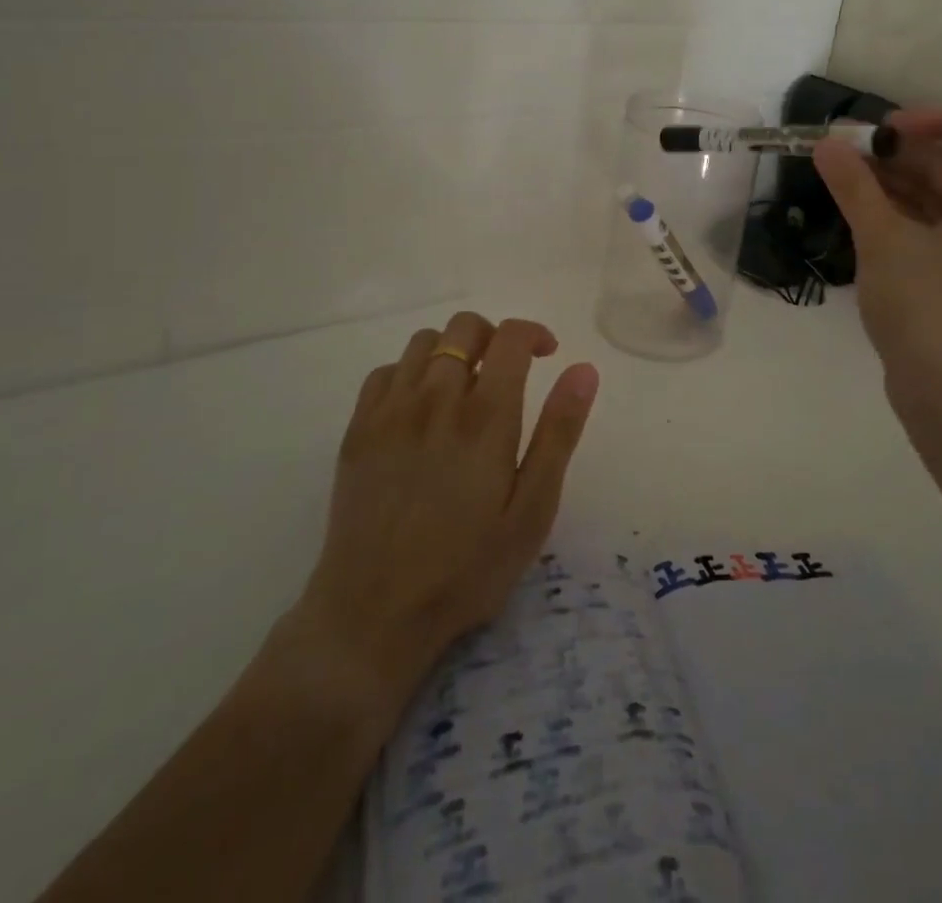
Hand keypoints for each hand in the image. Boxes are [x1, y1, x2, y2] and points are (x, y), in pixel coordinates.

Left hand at [264, 312, 598, 715]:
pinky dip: (412, 372)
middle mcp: (435, 398)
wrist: (374, 613)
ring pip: (424, 341)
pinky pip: (386, 371)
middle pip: (464, 328)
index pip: (510, 336)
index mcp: (485, 416)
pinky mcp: (358, 429)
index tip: (546, 354)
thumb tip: (583, 369)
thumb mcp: (532, 509)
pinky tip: (421, 407)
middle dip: (494, 336)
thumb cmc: (467, 567)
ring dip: (453, 350)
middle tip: (507, 372)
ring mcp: (390, 411)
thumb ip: (559, 432)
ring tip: (464, 388)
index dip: (534, 332)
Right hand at [813, 109, 941, 423]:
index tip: (883, 130)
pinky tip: (862, 217)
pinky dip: (904, 218)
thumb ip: (855, 186)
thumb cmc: (928, 307)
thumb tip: (826, 143)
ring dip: (896, 186)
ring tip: (845, 181)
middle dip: (900, 156)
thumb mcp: (884, 239)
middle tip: (846, 155)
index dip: (934, 120)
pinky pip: (939, 232)